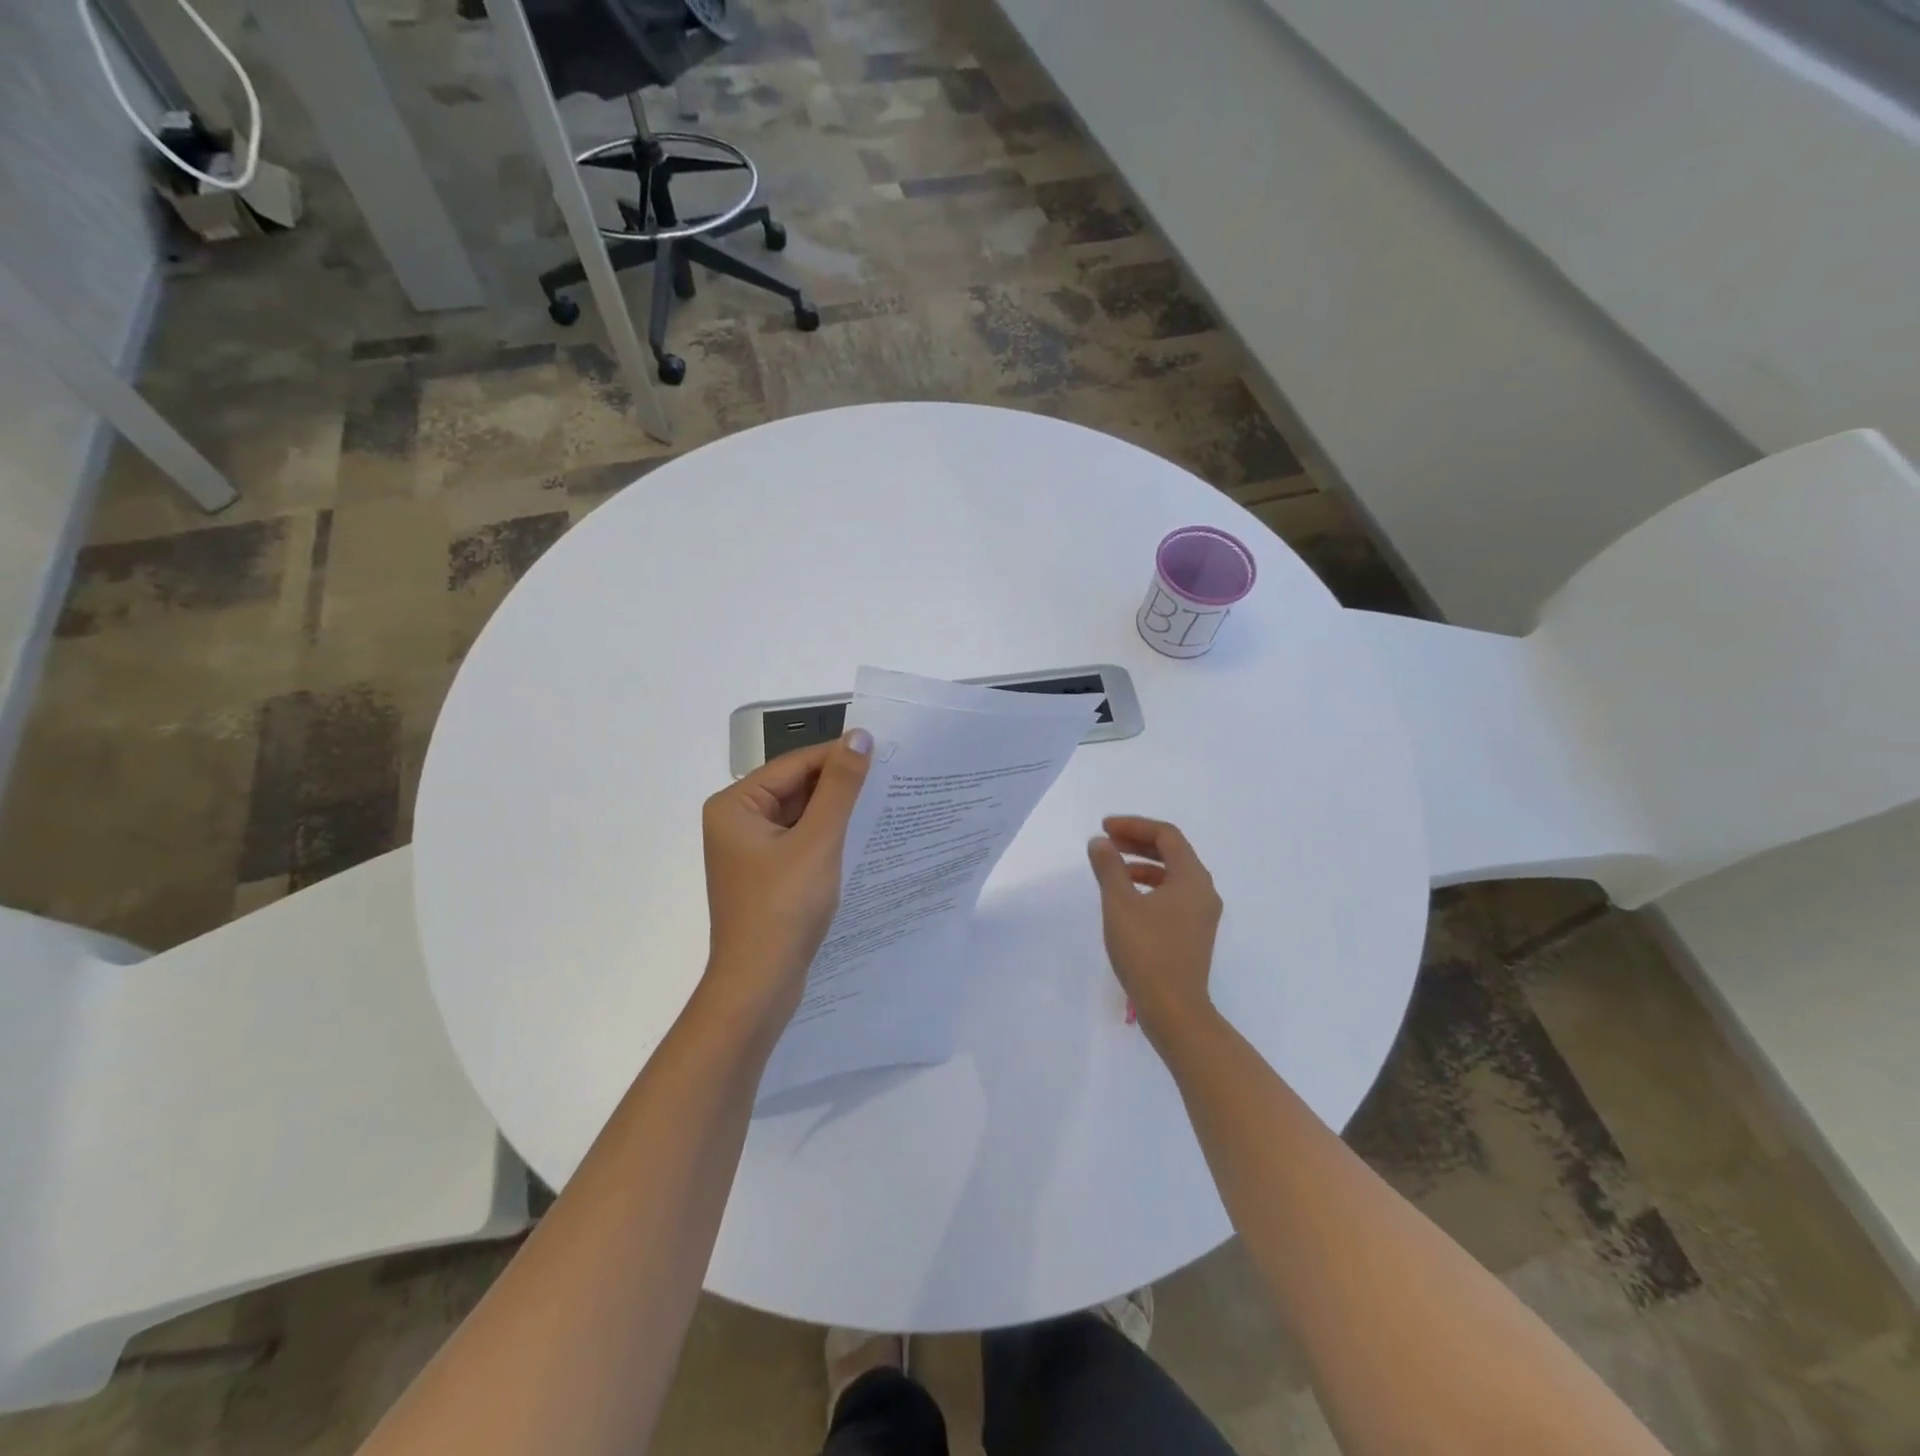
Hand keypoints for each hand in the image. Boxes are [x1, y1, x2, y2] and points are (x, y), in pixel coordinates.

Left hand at [701, 730, 872, 1019]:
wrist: (759, 985)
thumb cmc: (783, 907)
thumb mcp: (818, 841)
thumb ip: (840, 787)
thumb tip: (859, 737)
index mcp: (735, 804)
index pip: (794, 764)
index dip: (838, 757)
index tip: (885, 752)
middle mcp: (736, 820)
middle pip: (796, 787)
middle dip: (839, 786)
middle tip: (890, 778)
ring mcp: (750, 850)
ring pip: (801, 816)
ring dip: (836, 812)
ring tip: (883, 803)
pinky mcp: (766, 874)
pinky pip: (800, 841)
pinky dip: (827, 838)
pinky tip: (861, 837)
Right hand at [1087, 816, 1222, 1045]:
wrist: (1174, 1009)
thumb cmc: (1146, 951)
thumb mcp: (1119, 904)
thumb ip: (1109, 867)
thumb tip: (1100, 842)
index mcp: (1192, 877)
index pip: (1166, 835)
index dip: (1134, 825)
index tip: (1104, 828)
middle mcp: (1203, 890)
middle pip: (1172, 852)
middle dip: (1138, 841)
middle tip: (1106, 841)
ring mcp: (1202, 914)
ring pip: (1172, 874)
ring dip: (1142, 864)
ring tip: (1112, 867)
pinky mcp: (1194, 932)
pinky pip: (1173, 894)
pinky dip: (1150, 886)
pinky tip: (1127, 898)